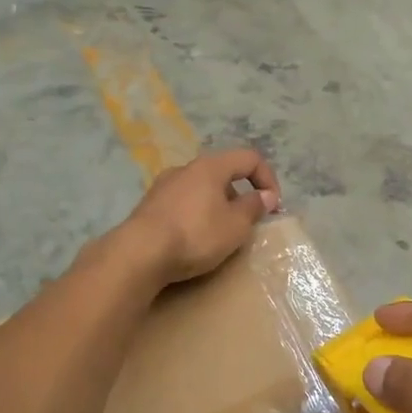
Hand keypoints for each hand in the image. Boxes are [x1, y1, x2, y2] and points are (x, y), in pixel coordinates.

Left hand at [122, 148, 280, 285]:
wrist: (138, 254)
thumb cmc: (195, 234)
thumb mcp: (235, 225)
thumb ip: (254, 207)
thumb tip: (265, 196)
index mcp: (211, 166)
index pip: (249, 158)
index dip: (268, 178)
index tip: (273, 206)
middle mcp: (185, 168)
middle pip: (223, 173)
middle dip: (240, 195)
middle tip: (247, 223)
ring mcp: (163, 186)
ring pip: (201, 189)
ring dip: (217, 206)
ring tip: (220, 234)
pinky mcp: (148, 206)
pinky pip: (182, 204)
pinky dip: (195, 215)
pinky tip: (193, 239)